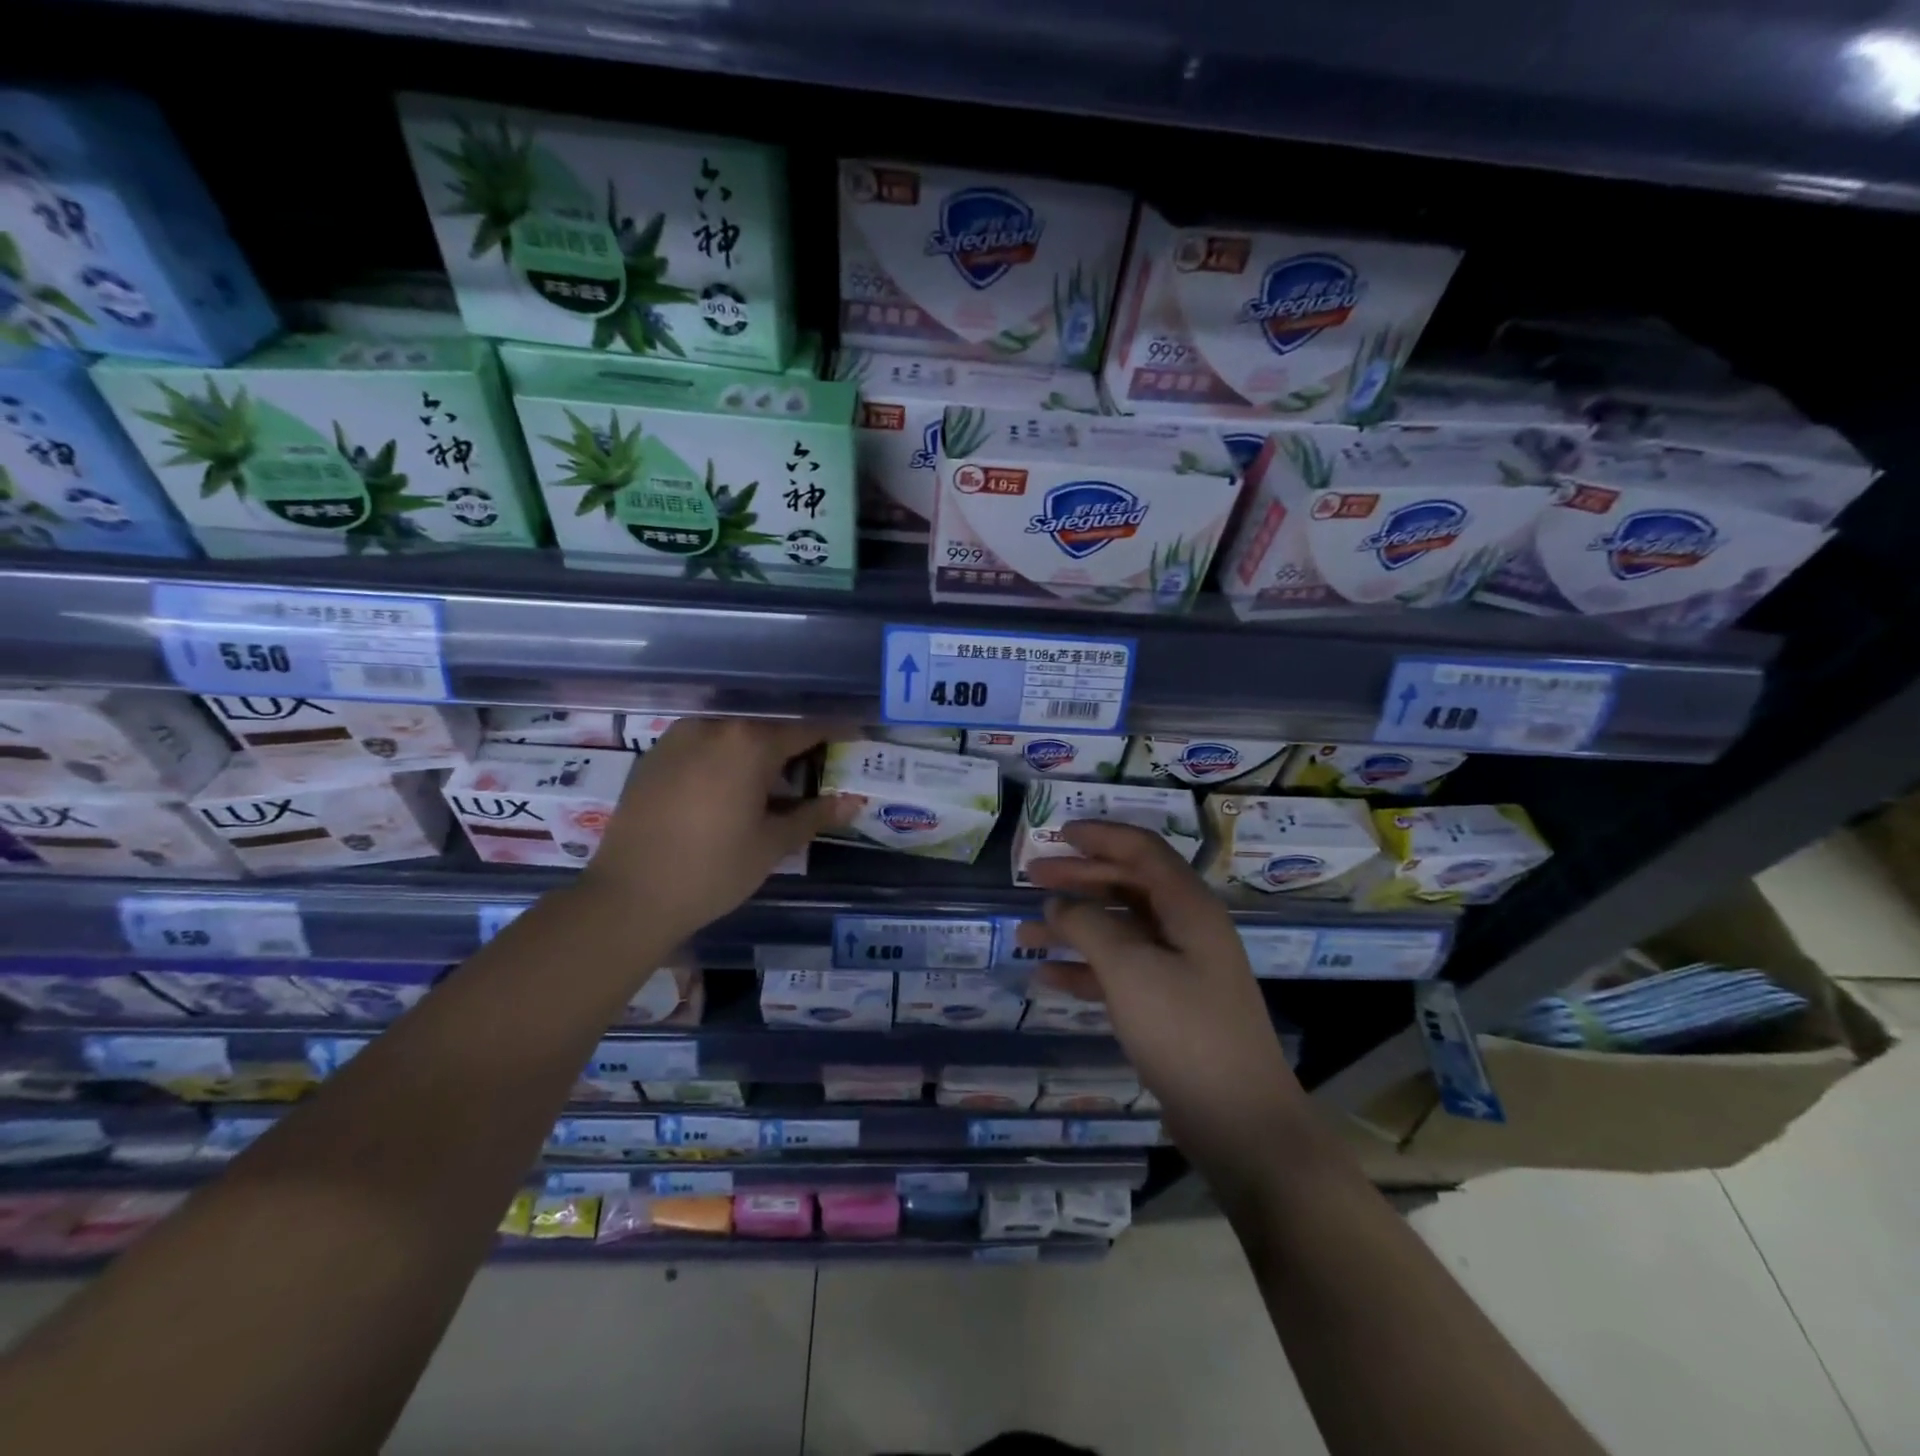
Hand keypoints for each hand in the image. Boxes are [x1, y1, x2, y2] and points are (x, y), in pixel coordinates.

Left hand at [580, 718, 855, 943]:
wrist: (628, 896)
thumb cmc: (712, 870)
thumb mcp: (772, 845)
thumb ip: (814, 815)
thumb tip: (853, 801)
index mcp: (749, 743)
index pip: (805, 730)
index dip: (835, 733)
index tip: (855, 736)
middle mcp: (714, 728)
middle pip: (766, 729)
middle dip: (793, 746)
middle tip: (813, 770)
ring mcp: (678, 738)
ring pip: (731, 736)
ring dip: (755, 752)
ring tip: (770, 782)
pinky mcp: (653, 756)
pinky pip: (701, 746)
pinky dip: (723, 759)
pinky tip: (727, 789)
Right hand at [1021, 822, 1307, 1174]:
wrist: (1240, 1121)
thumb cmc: (1185, 1032)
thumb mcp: (1130, 970)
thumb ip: (1089, 926)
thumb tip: (1059, 904)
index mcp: (1188, 908)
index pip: (1142, 851)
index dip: (1101, 836)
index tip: (1058, 834)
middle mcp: (1186, 929)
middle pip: (1127, 886)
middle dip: (1079, 878)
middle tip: (1032, 878)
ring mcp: (1179, 969)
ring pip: (1119, 931)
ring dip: (1074, 927)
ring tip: (1025, 932)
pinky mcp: (1169, 1006)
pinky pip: (1120, 972)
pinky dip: (1085, 969)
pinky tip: (1046, 978)